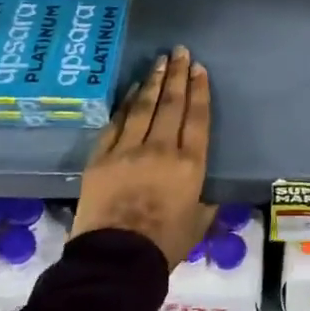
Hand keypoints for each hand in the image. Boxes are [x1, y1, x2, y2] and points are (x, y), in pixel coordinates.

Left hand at [73, 47, 214, 268]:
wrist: (117, 258)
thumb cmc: (165, 244)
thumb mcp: (199, 222)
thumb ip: (205, 200)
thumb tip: (207, 190)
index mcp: (190, 164)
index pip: (198, 118)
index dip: (199, 91)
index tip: (199, 69)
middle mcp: (162, 149)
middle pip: (172, 104)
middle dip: (178, 75)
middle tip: (181, 52)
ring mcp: (129, 150)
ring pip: (144, 106)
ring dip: (153, 81)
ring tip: (161, 61)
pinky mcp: (102, 156)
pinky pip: (117, 122)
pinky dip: (126, 103)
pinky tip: (133, 89)